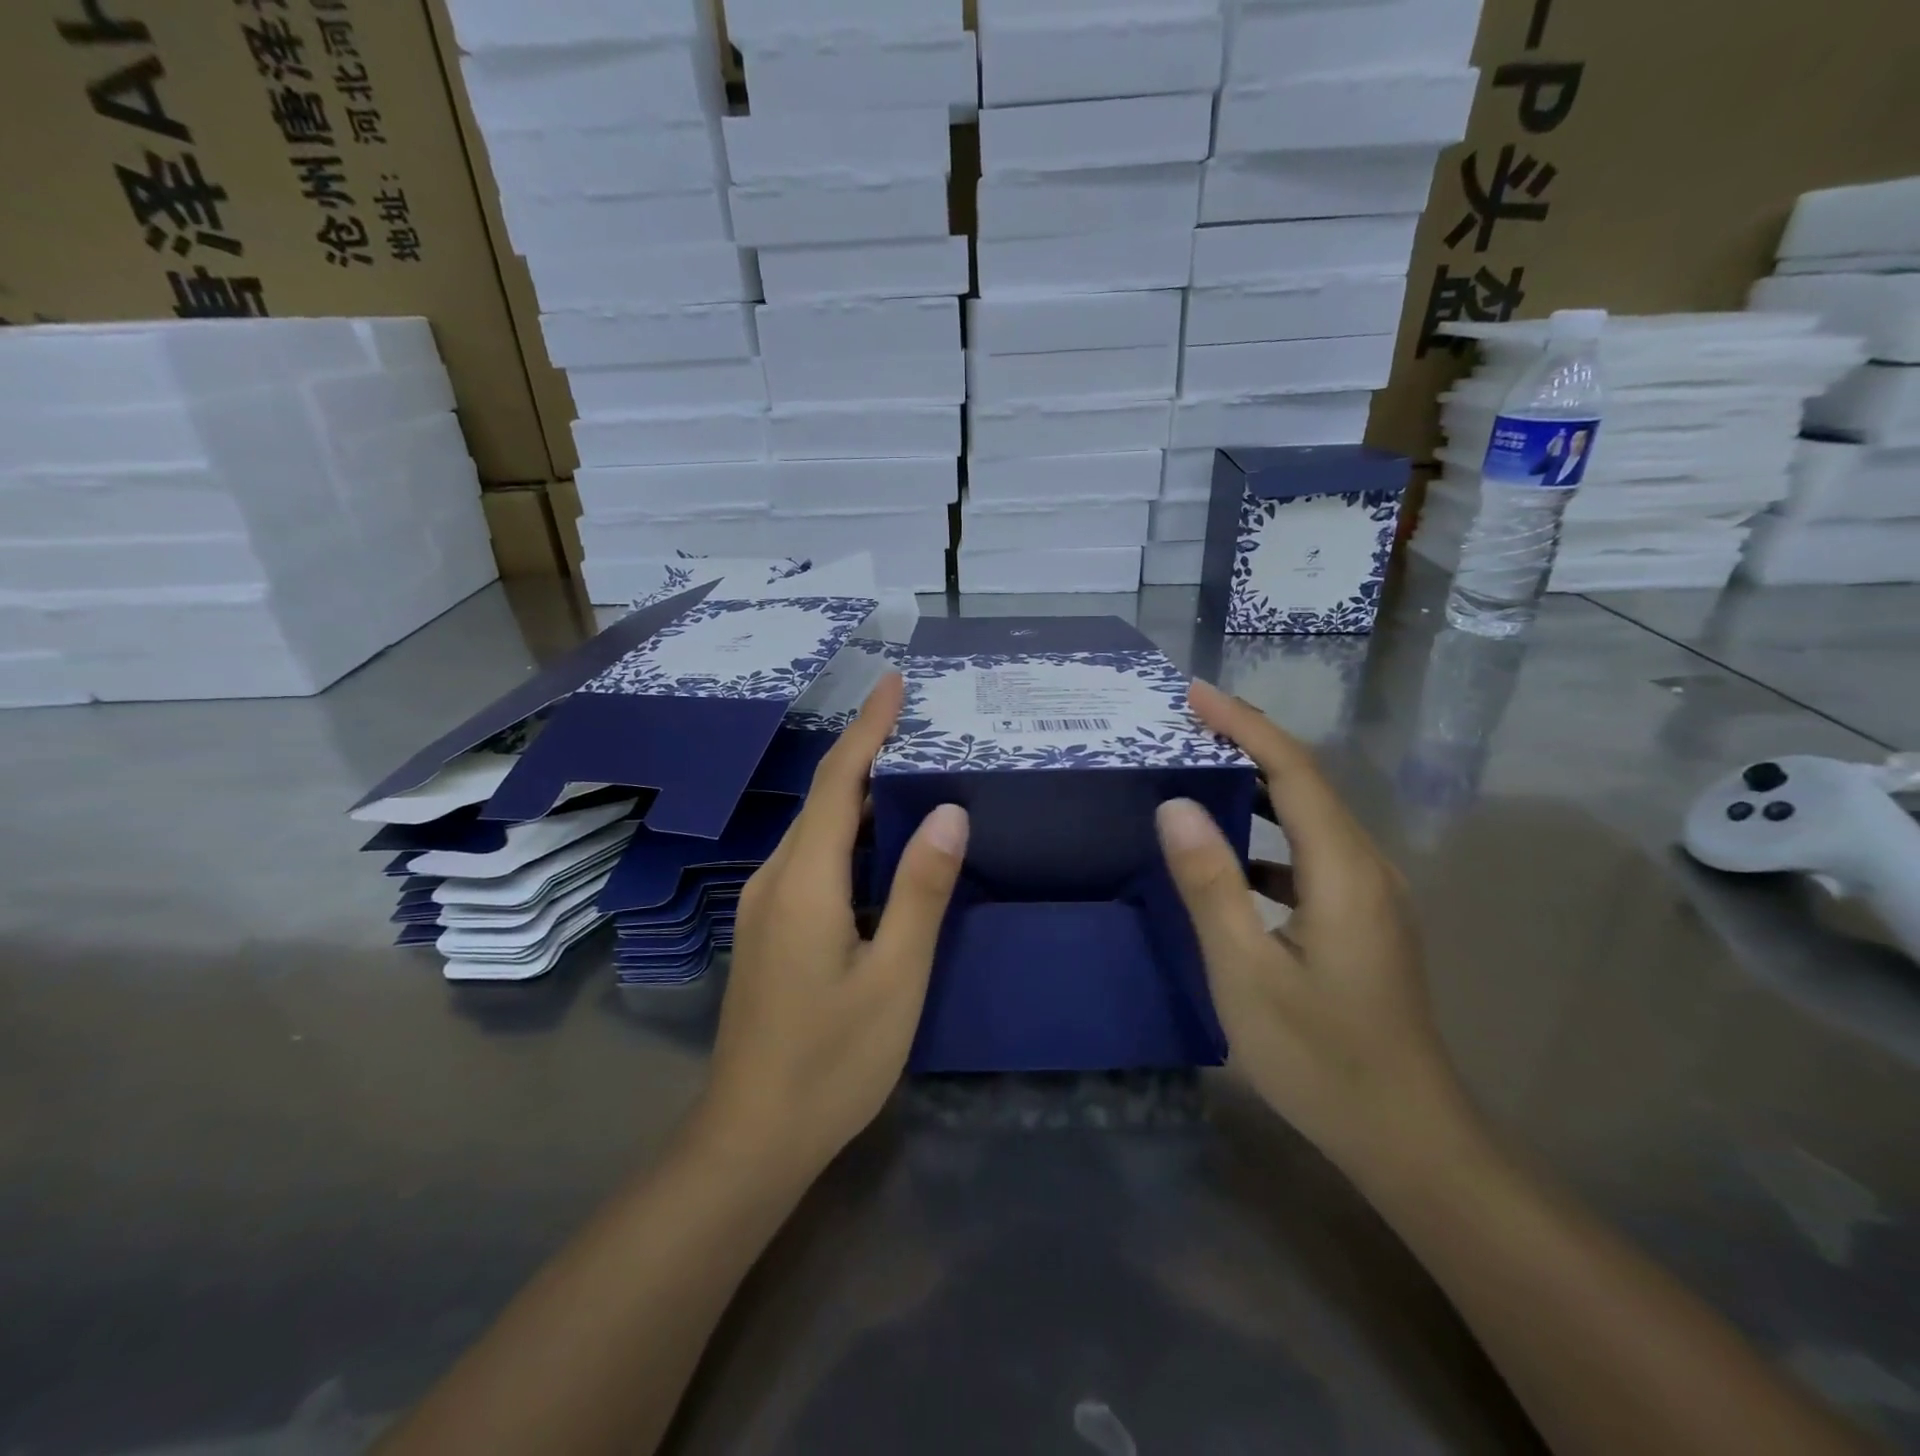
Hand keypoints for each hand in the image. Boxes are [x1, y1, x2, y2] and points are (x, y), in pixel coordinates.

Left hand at [695, 673, 968, 1184]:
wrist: (752, 1136)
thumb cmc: (832, 1060)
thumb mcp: (895, 977)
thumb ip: (920, 890)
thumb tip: (949, 812)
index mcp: (804, 880)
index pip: (840, 781)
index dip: (868, 727)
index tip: (894, 682)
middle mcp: (775, 878)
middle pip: (824, 797)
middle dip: (867, 751)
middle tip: (918, 722)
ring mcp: (764, 904)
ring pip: (817, 828)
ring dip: (859, 792)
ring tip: (910, 769)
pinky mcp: (769, 927)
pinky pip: (811, 857)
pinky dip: (849, 831)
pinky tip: (881, 842)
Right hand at [1156, 682, 1478, 1188]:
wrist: (1408, 1136)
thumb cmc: (1320, 1056)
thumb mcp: (1245, 971)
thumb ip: (1210, 883)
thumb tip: (1176, 805)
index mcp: (1343, 870)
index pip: (1293, 770)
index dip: (1244, 724)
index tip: (1195, 693)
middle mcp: (1367, 867)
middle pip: (1308, 782)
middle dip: (1249, 742)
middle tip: (1189, 722)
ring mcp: (1372, 894)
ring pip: (1312, 816)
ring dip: (1259, 784)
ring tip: (1203, 768)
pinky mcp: (1365, 918)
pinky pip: (1312, 852)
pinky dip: (1270, 832)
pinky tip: (1234, 853)